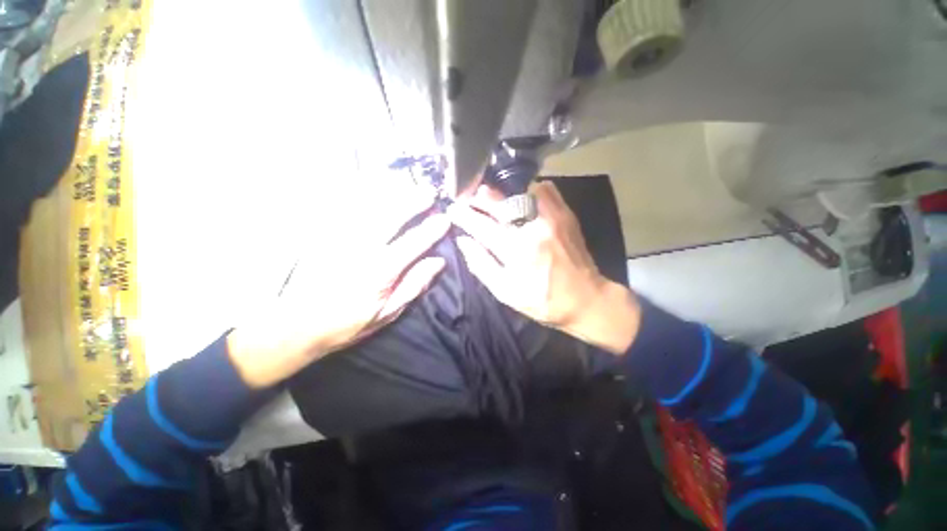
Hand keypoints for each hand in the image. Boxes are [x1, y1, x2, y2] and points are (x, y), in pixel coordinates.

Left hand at [228, 196, 449, 387]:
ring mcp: (342, 238)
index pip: (414, 242)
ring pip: (370, 208)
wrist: (298, 325)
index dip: (432, 229)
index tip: (445, 219)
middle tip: (429, 193)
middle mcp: (363, 248)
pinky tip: (373, 189)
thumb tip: (438, 262)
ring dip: (392, 195)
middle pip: (393, 217)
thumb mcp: (388, 312)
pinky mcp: (326, 235)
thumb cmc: (349, 322)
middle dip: (414, 202)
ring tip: (407, 187)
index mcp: (382, 270)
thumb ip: (414, 285)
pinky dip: (362, 195)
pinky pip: (347, 209)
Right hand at [449, 182, 640, 354]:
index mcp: (516, 250)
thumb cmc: (542, 300)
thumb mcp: (505, 292)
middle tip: (467, 197)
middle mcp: (532, 227)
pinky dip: (528, 189)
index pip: (482, 225)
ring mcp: (552, 217)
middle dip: (478, 197)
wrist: (585, 299)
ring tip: (491, 197)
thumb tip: (464, 241)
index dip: (464, 215)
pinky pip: (545, 189)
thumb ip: (482, 265)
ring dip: (501, 192)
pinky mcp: (565, 214)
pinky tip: (520, 197)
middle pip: (499, 203)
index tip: (452, 208)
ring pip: (520, 190)